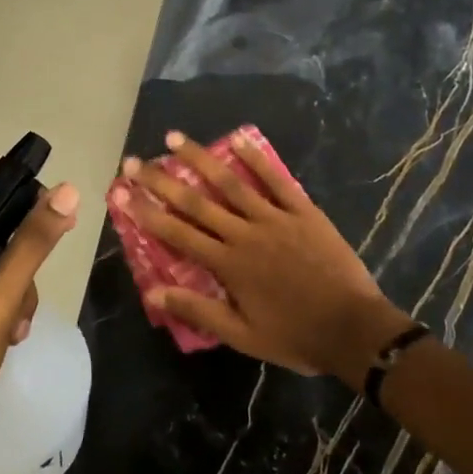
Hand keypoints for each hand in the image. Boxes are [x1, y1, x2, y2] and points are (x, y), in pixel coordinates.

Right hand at [112, 130, 406, 383]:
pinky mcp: (302, 210)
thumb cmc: (295, 335)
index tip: (120, 192)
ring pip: (230, 182)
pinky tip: (238, 137)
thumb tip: (152, 291)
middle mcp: (244, 233)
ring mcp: (274, 217)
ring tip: (174, 138)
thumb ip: (198, 310)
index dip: (145, 211)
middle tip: (134, 160)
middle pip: (196, 201)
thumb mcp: (242, 335)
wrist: (352, 328)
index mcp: (228, 264)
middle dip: (161, 180)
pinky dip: (256, 158)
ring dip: (200, 158)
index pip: (177, 233)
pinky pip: (276, 179)